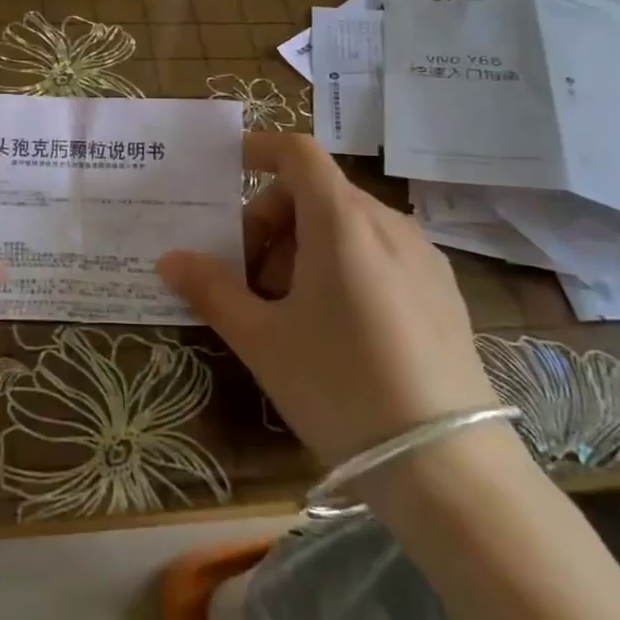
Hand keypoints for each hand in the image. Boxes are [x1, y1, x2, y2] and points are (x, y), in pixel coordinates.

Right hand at [157, 132, 500, 471]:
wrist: (450, 470)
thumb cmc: (341, 386)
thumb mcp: (262, 340)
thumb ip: (211, 290)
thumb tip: (169, 260)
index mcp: (342, 222)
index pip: (298, 153)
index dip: (259, 149)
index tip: (226, 167)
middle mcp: (387, 224)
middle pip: (315, 193)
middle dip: (269, 223)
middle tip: (244, 278)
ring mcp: (422, 257)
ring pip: (346, 225)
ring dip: (302, 247)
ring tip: (286, 310)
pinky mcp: (442, 291)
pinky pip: (378, 253)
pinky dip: (341, 264)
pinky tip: (334, 326)